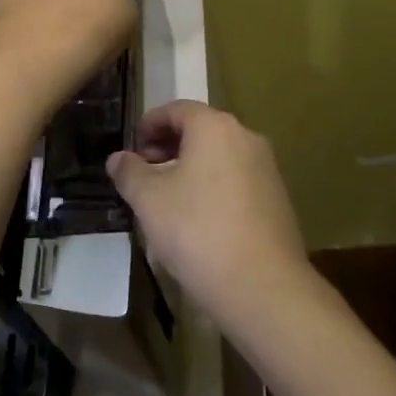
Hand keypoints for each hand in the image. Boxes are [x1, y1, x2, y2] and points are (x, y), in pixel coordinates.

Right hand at [106, 101, 312, 333]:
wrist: (262, 286)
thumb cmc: (197, 231)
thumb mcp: (149, 201)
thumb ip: (130, 172)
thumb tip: (118, 158)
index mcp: (215, 127)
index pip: (176, 109)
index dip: (149, 124)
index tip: (132, 148)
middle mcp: (246, 137)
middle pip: (200, 130)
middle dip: (169, 146)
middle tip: (145, 172)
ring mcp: (266, 168)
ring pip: (219, 155)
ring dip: (190, 167)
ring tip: (167, 198)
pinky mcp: (277, 197)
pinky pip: (236, 179)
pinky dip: (213, 185)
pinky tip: (198, 219)